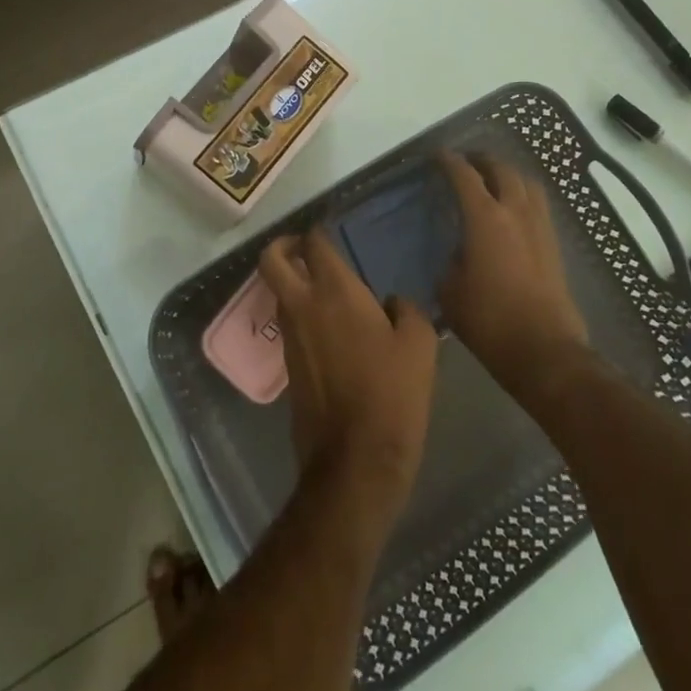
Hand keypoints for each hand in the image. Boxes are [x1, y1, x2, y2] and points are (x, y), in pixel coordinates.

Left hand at [259, 230, 437, 516]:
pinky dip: (302, 316)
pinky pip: (289, 326)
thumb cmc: (392, 394)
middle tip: (306, 248)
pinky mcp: (287, 367)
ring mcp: (289, 338)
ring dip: (293, 283)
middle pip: (272, 260)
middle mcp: (302, 306)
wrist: (356, 460)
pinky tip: (333, 331)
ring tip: (328, 291)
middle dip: (283, 246)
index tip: (331, 230)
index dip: (319, 231)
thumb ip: (406, 310)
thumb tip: (391, 303)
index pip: (314, 243)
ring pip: (279, 294)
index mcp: (334, 292)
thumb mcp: (418, 344)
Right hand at [437, 151, 589, 397]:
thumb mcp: (450, 291)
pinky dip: (523, 195)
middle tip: (466, 163)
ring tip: (493, 180)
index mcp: (485, 218)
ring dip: (508, 174)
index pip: (464, 176)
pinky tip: (513, 210)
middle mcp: (515, 212)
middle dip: (482, 161)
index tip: (438, 156)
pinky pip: (538, 204)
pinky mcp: (554, 245)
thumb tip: (459, 255)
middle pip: (501, 169)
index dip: (449, 162)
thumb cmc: (489, 320)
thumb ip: (451, 263)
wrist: (543, 349)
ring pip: (527, 183)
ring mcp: (539, 226)